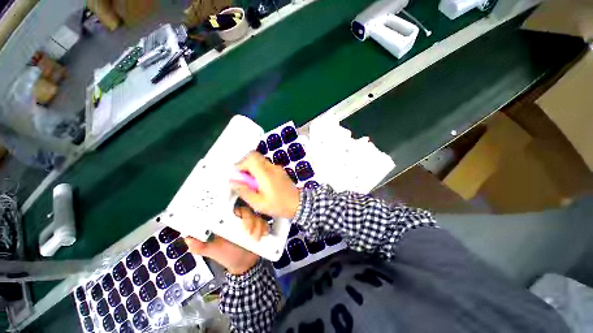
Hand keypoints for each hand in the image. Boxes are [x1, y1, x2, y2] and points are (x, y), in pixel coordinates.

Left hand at [186, 208, 263, 274]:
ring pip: (257, 217)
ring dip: (258, 226)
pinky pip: (265, 223)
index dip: (237, 210)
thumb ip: (200, 246)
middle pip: (248, 211)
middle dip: (250, 220)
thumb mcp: (213, 251)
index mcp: (229, 221)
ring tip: (255, 238)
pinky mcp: (261, 227)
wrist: (243, 265)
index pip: (234, 209)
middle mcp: (241, 219)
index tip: (239, 217)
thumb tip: (187, 239)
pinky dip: (265, 228)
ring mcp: (252, 222)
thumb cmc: (226, 255)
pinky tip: (264, 235)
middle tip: (248, 232)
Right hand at [231, 152, 299, 218]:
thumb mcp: (258, 203)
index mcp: (266, 174)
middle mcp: (272, 167)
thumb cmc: (279, 205)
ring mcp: (277, 168)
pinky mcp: (280, 171)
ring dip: (252, 168)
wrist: (298, 204)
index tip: (237, 176)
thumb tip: (232, 182)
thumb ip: (244, 191)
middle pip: (255, 157)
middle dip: (245, 165)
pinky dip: (260, 170)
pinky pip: (266, 165)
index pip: (251, 158)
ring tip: (252, 183)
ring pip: (260, 161)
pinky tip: (261, 183)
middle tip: (243, 179)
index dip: (241, 164)